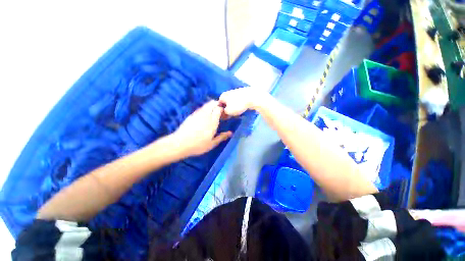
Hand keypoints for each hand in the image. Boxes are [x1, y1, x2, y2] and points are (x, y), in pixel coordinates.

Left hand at [173, 100, 231, 156]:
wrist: (179, 144)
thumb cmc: (198, 145)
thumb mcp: (212, 144)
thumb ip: (222, 137)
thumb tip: (231, 133)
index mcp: (212, 121)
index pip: (219, 109)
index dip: (223, 109)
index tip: (225, 114)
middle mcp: (205, 115)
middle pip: (213, 103)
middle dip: (218, 104)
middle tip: (220, 110)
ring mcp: (197, 114)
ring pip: (206, 105)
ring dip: (211, 105)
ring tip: (214, 112)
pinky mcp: (192, 115)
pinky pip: (201, 108)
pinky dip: (205, 108)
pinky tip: (205, 115)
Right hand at [219, 87, 271, 116]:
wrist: (252, 97)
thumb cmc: (238, 105)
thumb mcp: (228, 112)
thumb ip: (224, 113)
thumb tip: (224, 112)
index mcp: (223, 96)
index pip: (219, 104)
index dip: (221, 111)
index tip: (225, 116)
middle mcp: (228, 92)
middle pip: (226, 102)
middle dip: (228, 108)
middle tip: (231, 115)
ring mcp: (236, 91)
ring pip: (233, 101)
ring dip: (234, 106)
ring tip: (238, 112)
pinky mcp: (244, 93)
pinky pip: (239, 100)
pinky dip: (240, 104)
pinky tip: (243, 108)